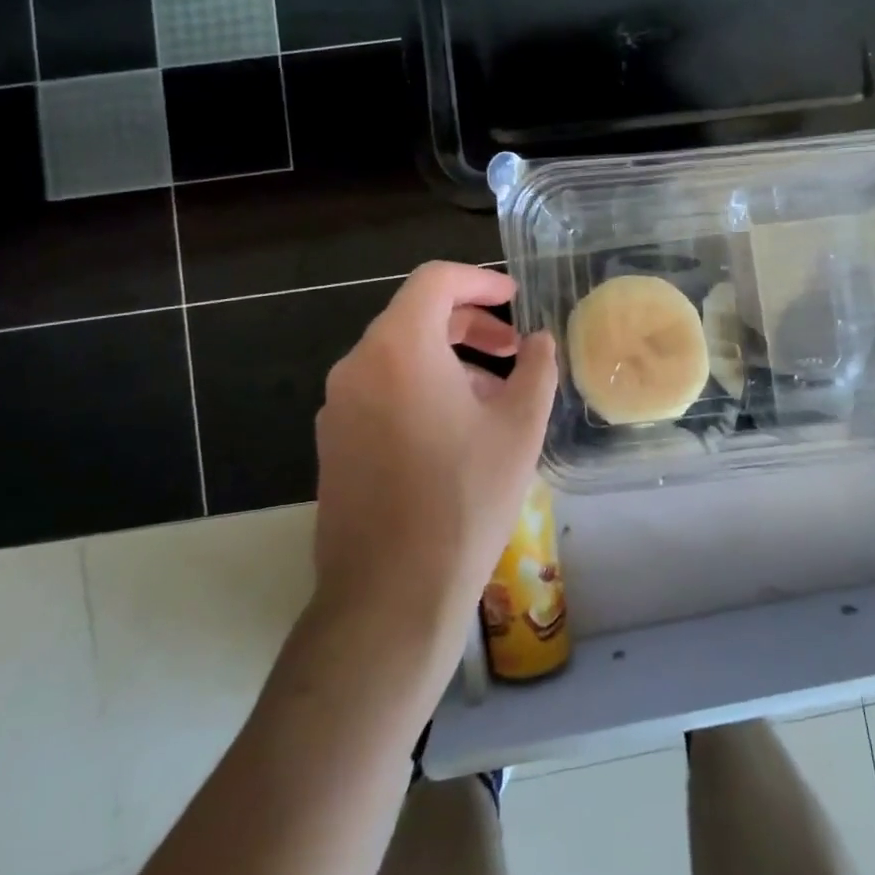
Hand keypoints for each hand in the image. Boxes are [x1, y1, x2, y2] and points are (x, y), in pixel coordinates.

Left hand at [312, 262, 558, 663]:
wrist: (390, 594)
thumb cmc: (464, 499)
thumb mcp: (520, 428)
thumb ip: (536, 370)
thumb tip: (540, 342)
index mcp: (400, 348)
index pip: (435, 281)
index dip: (479, 280)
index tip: (513, 298)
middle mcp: (358, 366)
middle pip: (415, 317)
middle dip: (470, 324)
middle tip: (512, 350)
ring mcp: (338, 406)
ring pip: (398, 357)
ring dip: (448, 360)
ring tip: (494, 397)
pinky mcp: (334, 442)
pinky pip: (381, 391)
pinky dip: (421, 388)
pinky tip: (456, 430)